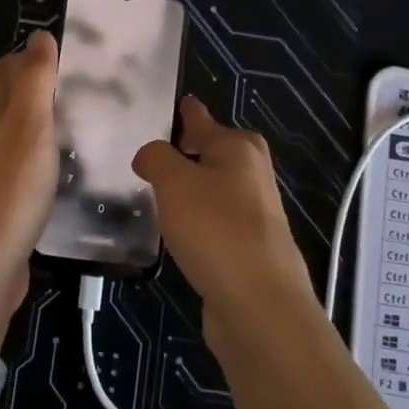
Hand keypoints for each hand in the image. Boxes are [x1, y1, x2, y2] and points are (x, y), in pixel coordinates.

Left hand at [0, 30, 59, 339]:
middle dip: (36, 92)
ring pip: (7, 132)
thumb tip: (40, 35)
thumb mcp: (28, 120)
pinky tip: (55, 171)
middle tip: (82, 98)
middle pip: (4, 98)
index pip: (9, 67)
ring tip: (74, 131)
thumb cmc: (10, 183)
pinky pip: (12, 165)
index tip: (76, 69)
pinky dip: (32, 159)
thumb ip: (34, 77)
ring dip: (34, 127)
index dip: (39, 62)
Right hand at [132, 97, 322, 350]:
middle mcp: (252, 174)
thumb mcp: (175, 182)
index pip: (202, 119)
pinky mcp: (249, 247)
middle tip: (149, 156)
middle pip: (213, 152)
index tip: (170, 104)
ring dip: (189, 189)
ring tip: (154, 192)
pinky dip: (196, 220)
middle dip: (186, 152)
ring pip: (214, 188)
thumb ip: (157, 158)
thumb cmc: (215, 229)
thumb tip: (150, 155)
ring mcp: (254, 213)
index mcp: (238, 148)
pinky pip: (214, 220)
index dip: (184, 111)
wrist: (259, 304)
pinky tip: (176, 231)